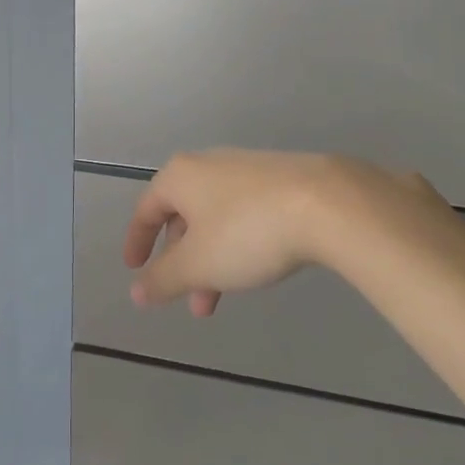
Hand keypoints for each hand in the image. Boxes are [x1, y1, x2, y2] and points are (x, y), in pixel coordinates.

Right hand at [125, 149, 449, 313]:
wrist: (329, 203)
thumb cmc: (247, 232)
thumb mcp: (198, 265)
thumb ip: (163, 279)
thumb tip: (136, 292)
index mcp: (179, 176)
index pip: (146, 209)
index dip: (137, 241)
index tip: (135, 268)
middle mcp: (208, 165)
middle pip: (183, 215)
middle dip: (182, 261)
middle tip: (189, 299)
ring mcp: (247, 168)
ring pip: (215, 217)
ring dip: (211, 259)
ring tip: (224, 298)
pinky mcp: (281, 177)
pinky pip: (244, 212)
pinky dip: (237, 242)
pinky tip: (256, 264)